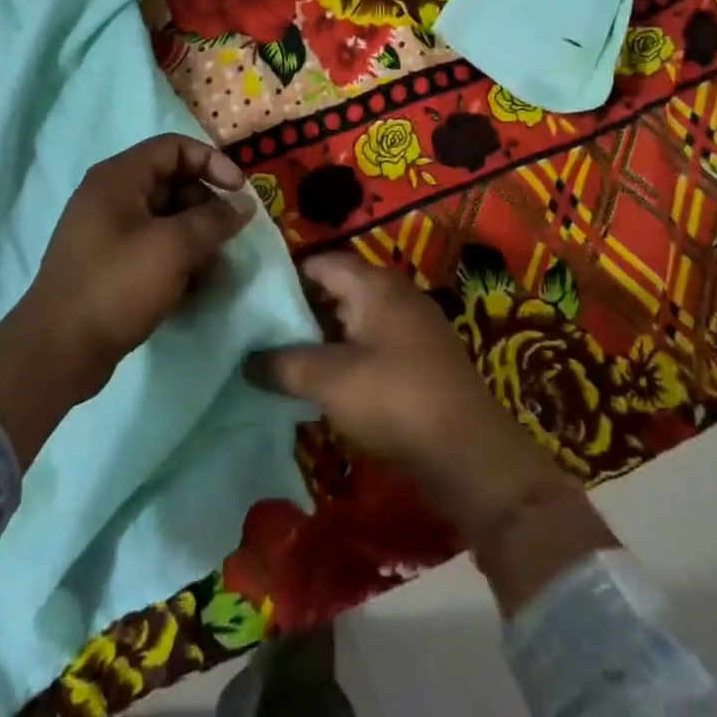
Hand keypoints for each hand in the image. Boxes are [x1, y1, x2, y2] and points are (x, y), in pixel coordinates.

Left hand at [0, 134, 254, 464]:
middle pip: (172, 184)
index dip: (212, 162)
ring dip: (196, 239)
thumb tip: (244, 204)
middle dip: (207, 207)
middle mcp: (110, 197)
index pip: (174, 148)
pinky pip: (153, 249)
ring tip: (216, 271)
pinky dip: (177, 261)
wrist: (58, 350)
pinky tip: (195, 289)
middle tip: (229, 237)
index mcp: (118, 178)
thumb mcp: (174, 247)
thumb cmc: (117, 285)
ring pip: (165, 220)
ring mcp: (107, 233)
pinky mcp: (109, 265)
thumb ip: (214, 220)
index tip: (240, 192)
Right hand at [245, 253, 608, 569]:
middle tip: (260, 334)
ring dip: (321, 339)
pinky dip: (345, 357)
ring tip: (282, 361)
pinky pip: (372, 345)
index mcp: (374, 284)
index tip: (252, 300)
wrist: (470, 454)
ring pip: (353, 320)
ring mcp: (412, 327)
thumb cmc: (395, 399)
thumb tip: (247, 361)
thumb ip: (281, 364)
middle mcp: (396, 295)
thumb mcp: (328, 379)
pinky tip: (323, 384)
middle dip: (299, 311)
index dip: (284, 278)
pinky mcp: (421, 360)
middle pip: (336, 290)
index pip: (319, 262)